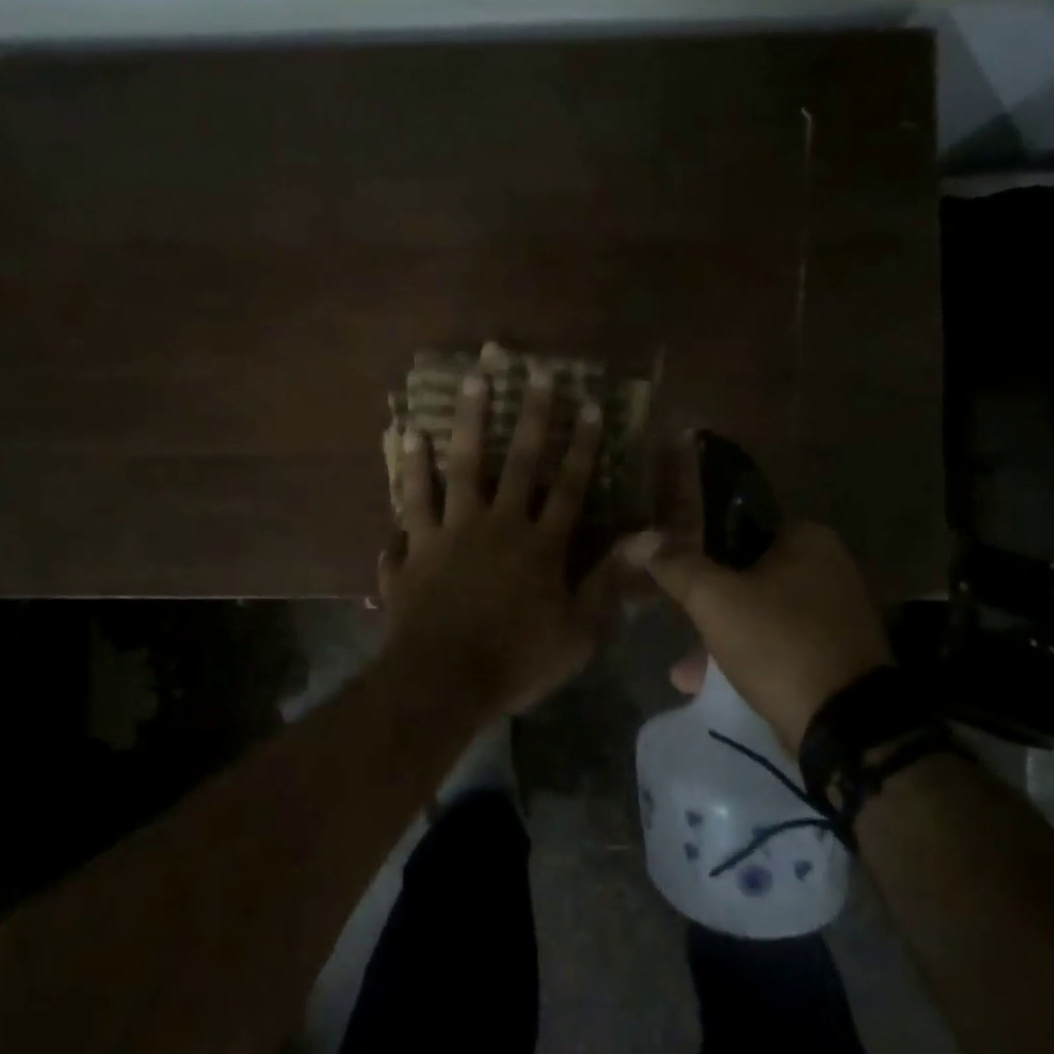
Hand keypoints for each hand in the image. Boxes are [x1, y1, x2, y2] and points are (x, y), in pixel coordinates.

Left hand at [378, 364, 624, 716]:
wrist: (442, 682)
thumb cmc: (517, 662)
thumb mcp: (578, 633)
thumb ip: (609, 582)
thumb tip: (648, 538)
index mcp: (539, 545)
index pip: (568, 486)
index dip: (580, 445)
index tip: (587, 404)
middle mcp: (495, 526)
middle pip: (515, 462)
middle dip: (529, 416)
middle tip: (532, 372)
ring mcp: (449, 534)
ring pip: (457, 468)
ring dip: (465, 424)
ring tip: (469, 384)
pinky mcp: (413, 550)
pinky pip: (410, 505)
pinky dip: (408, 474)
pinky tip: (405, 439)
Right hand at [621, 435, 892, 752]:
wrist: (847, 727)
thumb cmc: (778, 643)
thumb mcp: (713, 599)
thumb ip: (676, 565)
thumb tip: (641, 539)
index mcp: (809, 539)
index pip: (739, 526)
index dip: (701, 548)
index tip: (674, 572)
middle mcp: (831, 568)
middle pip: (749, 574)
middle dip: (709, 602)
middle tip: (680, 619)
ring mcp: (837, 615)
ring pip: (761, 613)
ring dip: (723, 635)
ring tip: (686, 666)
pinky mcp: (837, 656)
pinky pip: (779, 645)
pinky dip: (748, 657)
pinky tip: (709, 684)